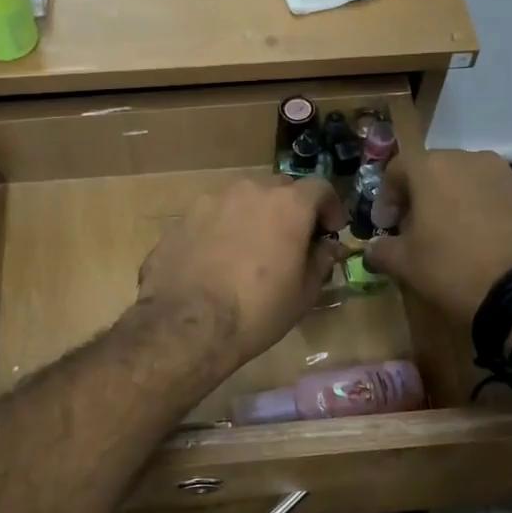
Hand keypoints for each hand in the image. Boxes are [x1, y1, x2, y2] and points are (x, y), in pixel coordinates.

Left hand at [138, 175, 347, 369]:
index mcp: (287, 205)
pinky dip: (221, 231)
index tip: (330, 231)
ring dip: (253, 217)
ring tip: (249, 252)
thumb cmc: (257, 311)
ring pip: (241, 200)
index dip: (330, 208)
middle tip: (290, 242)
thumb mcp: (303, 294)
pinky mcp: (181, 219)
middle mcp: (249, 191)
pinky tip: (216, 262)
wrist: (186, 325)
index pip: (320, 188)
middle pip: (279, 189)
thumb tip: (326, 247)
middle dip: (290, 210)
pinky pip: (212, 217)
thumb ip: (320, 262)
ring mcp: (210, 201)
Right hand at [363, 152, 511, 326]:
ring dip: (458, 202)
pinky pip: (501, 198)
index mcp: (434, 168)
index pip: (397, 169)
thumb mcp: (404, 264)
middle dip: (423, 197)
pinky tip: (489, 243)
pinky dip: (489, 213)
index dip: (386, 197)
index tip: (386, 226)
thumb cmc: (453, 268)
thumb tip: (373, 249)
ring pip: (472, 182)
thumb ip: (382, 250)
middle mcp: (472, 160)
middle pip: (437, 171)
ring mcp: (510, 175)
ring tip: (456, 236)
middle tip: (417, 230)